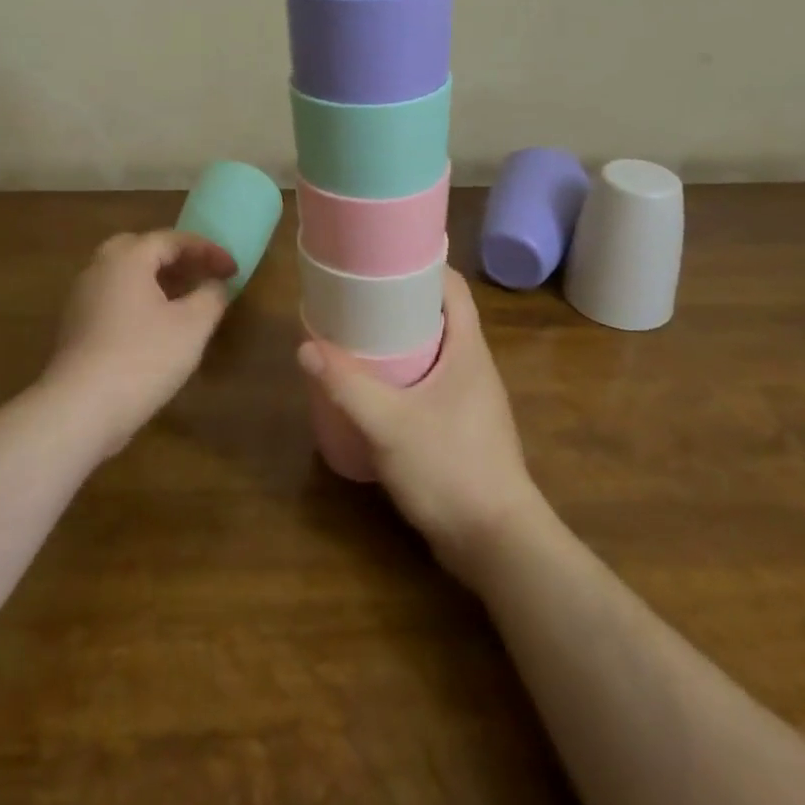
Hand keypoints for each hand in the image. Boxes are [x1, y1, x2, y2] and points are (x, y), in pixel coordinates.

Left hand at [42, 230, 237, 459]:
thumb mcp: (192, 326)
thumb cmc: (143, 358)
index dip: (208, 251)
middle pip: (142, 249)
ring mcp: (82, 298)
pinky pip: (114, 299)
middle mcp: (99, 268)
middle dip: (176, 259)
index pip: (173, 239)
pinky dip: (139, 301)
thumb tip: (215, 283)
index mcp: (127, 257)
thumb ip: (211, 296)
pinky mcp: (75, 327)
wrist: (80, 409)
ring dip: (157, 281)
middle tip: (202, 275)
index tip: (234, 270)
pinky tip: (157, 328)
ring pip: (125, 275)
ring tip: (185, 301)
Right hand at [297, 268, 539, 582]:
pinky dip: (405, 375)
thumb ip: (347, 385)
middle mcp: (474, 367)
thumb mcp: (389, 424)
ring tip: (358, 337)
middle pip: (440, 316)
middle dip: (401, 303)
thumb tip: (305, 346)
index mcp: (468, 350)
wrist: (499, 546)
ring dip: (402, 341)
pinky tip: (375, 390)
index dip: (424, 265)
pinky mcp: (463, 429)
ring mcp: (471, 400)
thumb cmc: (451, 469)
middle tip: (358, 298)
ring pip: (435, 352)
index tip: (384, 258)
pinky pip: (432, 385)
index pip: (453, 288)